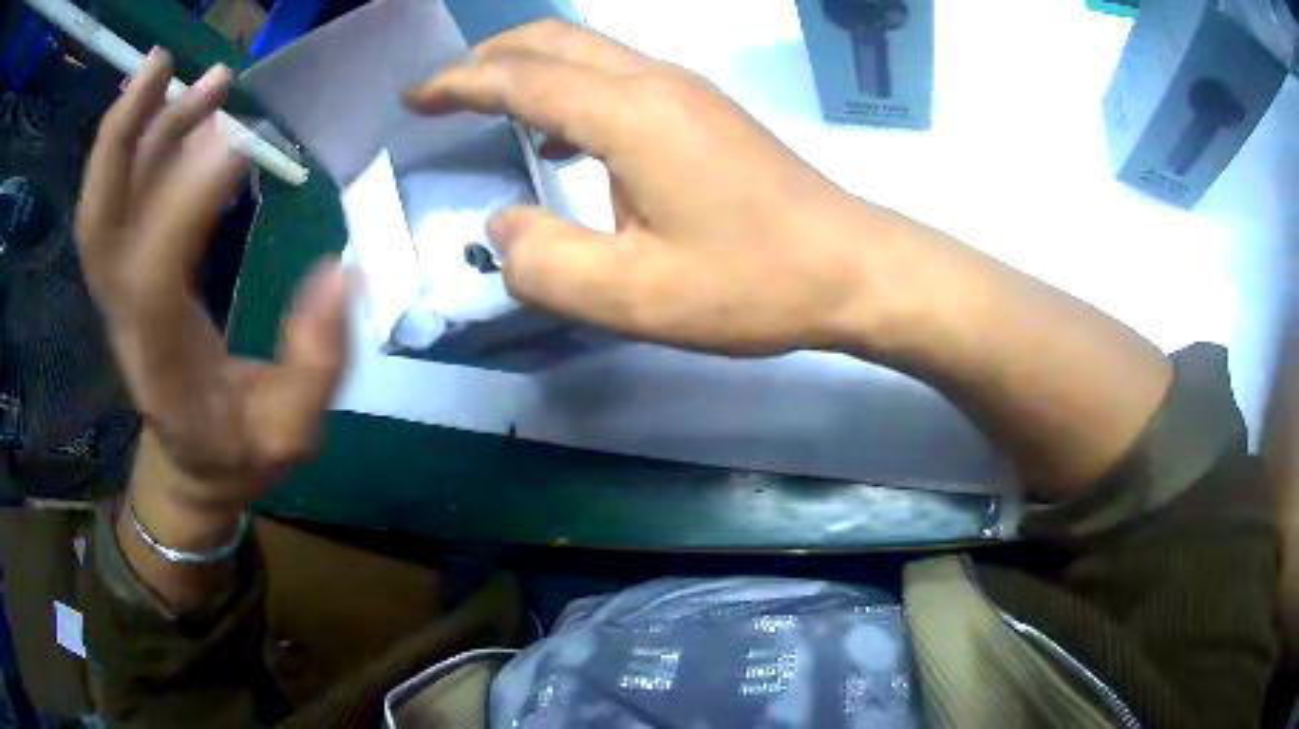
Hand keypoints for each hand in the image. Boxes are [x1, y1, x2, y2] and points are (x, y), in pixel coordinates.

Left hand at [75, 50, 348, 535]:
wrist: (191, 465)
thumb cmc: (238, 453)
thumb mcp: (290, 433)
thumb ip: (316, 363)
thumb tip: (342, 268)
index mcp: (162, 363)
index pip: (152, 276)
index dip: (185, 203)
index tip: (241, 142)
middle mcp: (126, 318)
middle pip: (99, 222)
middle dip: (122, 137)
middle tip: (163, 63)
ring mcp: (121, 291)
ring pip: (107, 200)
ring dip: (139, 125)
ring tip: (202, 75)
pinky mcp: (130, 271)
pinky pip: (123, 200)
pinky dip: (145, 143)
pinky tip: (188, 105)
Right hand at [404, 21, 906, 355]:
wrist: (850, 267)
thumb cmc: (751, 283)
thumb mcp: (635, 297)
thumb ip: (548, 266)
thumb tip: (503, 231)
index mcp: (628, 115)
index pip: (519, 79)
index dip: (458, 84)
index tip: (414, 96)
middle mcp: (653, 82)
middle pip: (552, 41)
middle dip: (487, 58)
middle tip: (443, 91)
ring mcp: (685, 89)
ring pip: (586, 50)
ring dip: (527, 67)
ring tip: (487, 104)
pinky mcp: (703, 109)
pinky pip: (617, 75)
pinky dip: (569, 87)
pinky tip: (560, 135)